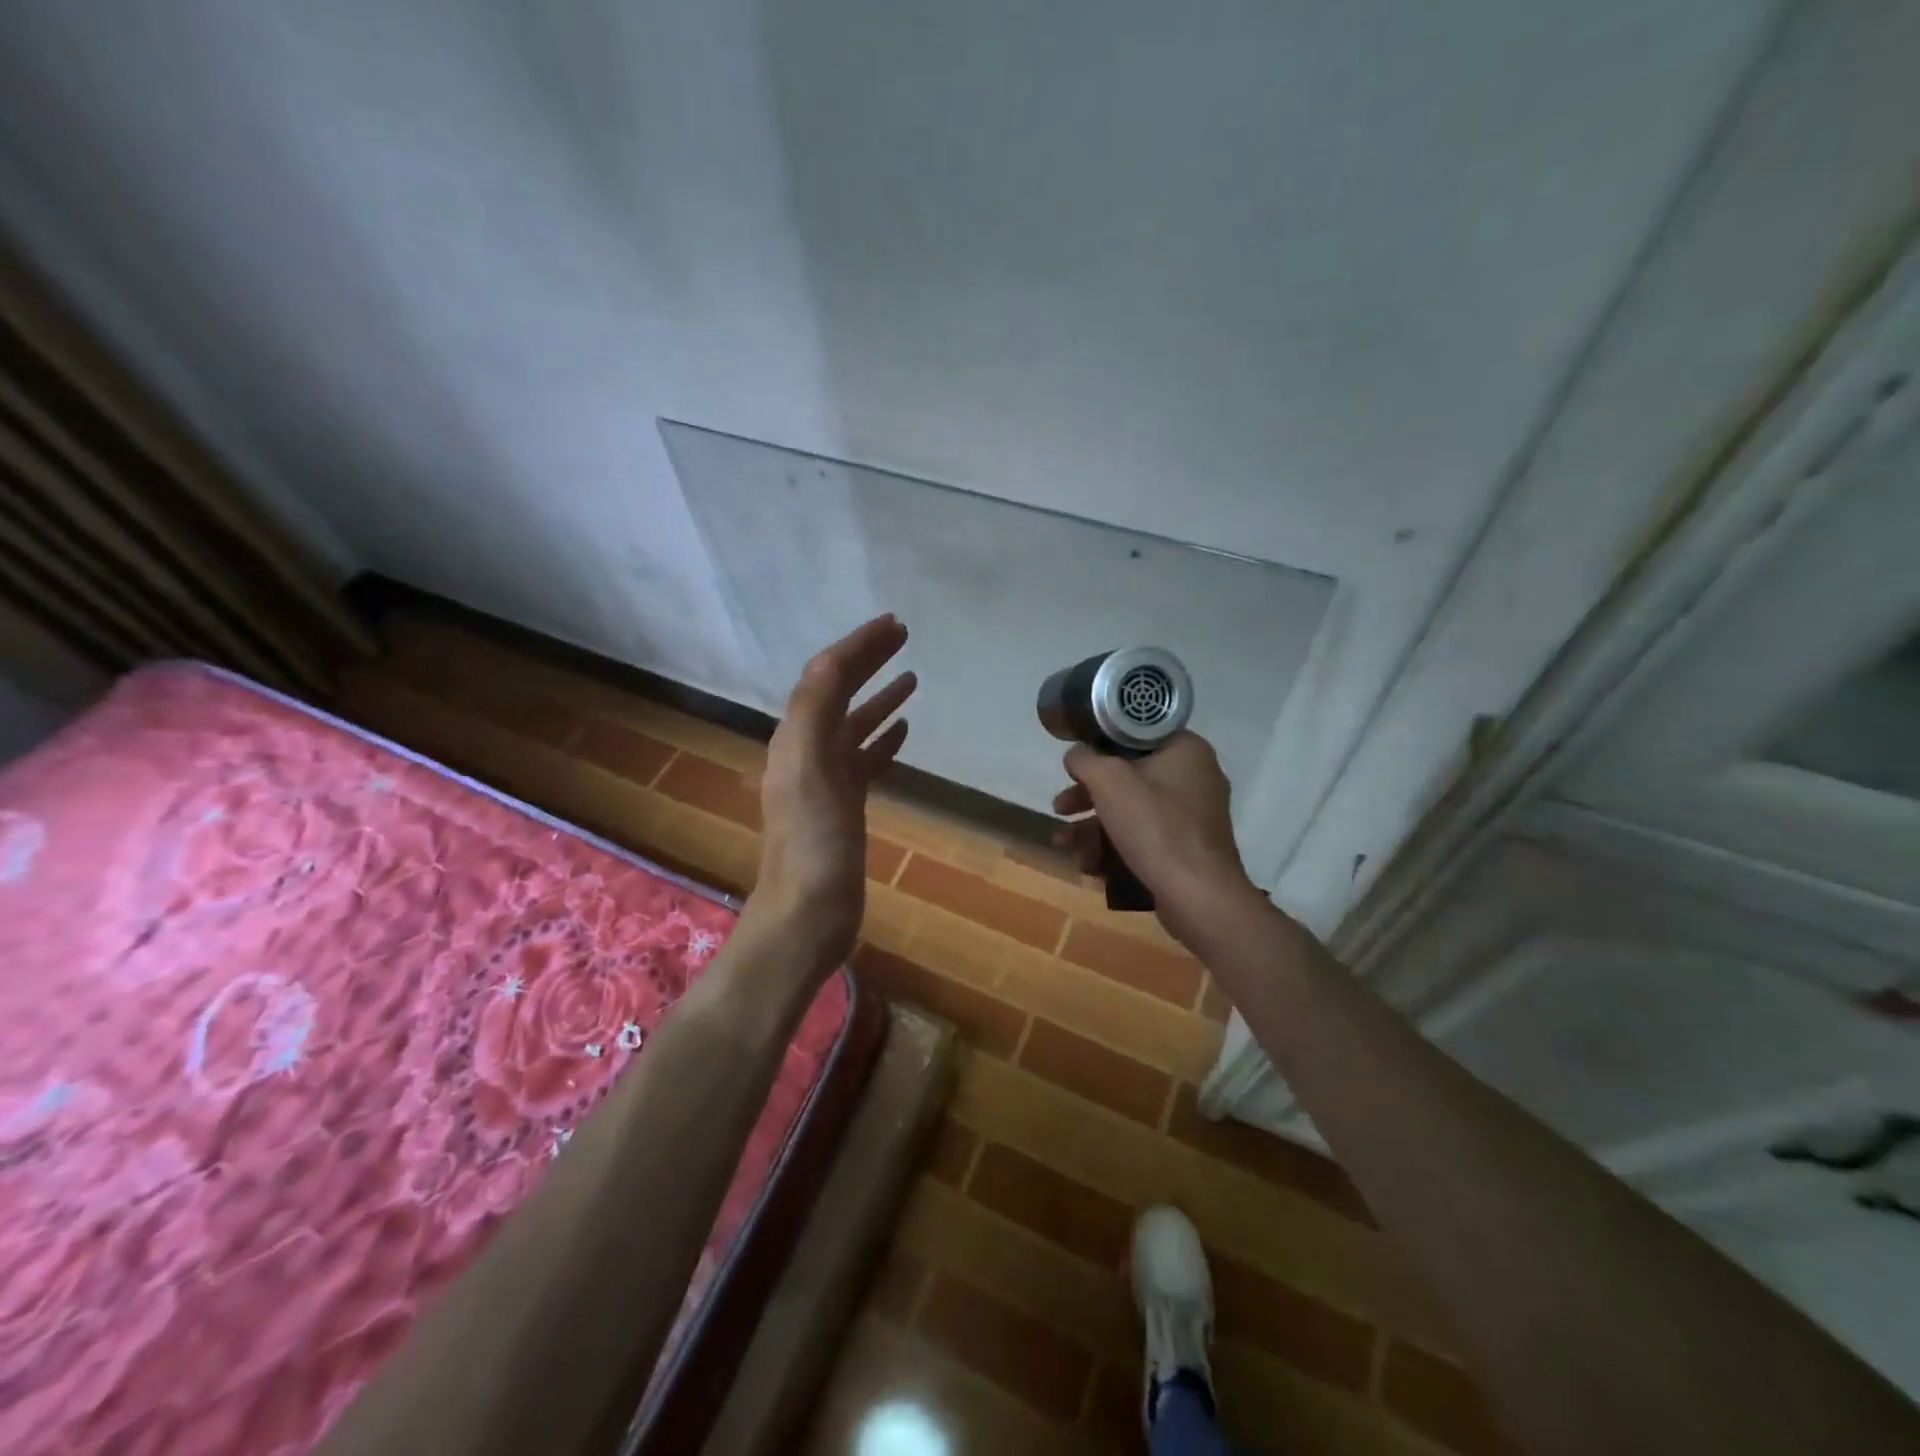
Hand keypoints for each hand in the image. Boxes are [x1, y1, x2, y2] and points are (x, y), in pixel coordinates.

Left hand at [748, 614, 915, 976]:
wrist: (809, 911)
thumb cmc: (813, 841)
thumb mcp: (809, 766)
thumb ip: (815, 710)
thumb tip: (833, 662)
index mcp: (796, 737)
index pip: (825, 675)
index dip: (857, 646)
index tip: (893, 625)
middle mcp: (806, 750)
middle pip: (838, 692)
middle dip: (868, 661)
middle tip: (904, 637)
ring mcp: (825, 780)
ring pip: (853, 724)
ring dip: (878, 697)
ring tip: (912, 679)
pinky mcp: (843, 805)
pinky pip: (863, 759)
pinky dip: (882, 738)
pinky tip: (905, 731)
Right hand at [1052, 731, 1261, 950]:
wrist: (1198, 896)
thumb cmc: (1155, 826)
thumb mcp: (1109, 781)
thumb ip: (1085, 759)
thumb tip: (1076, 755)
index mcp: (1186, 750)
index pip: (1136, 735)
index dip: (1099, 745)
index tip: (1075, 764)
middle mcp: (1194, 777)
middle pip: (1128, 777)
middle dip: (1087, 796)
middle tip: (1060, 808)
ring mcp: (1192, 816)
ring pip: (1131, 810)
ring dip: (1093, 827)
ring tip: (1065, 845)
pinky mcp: (1186, 849)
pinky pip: (1144, 837)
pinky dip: (1115, 846)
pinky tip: (1089, 865)